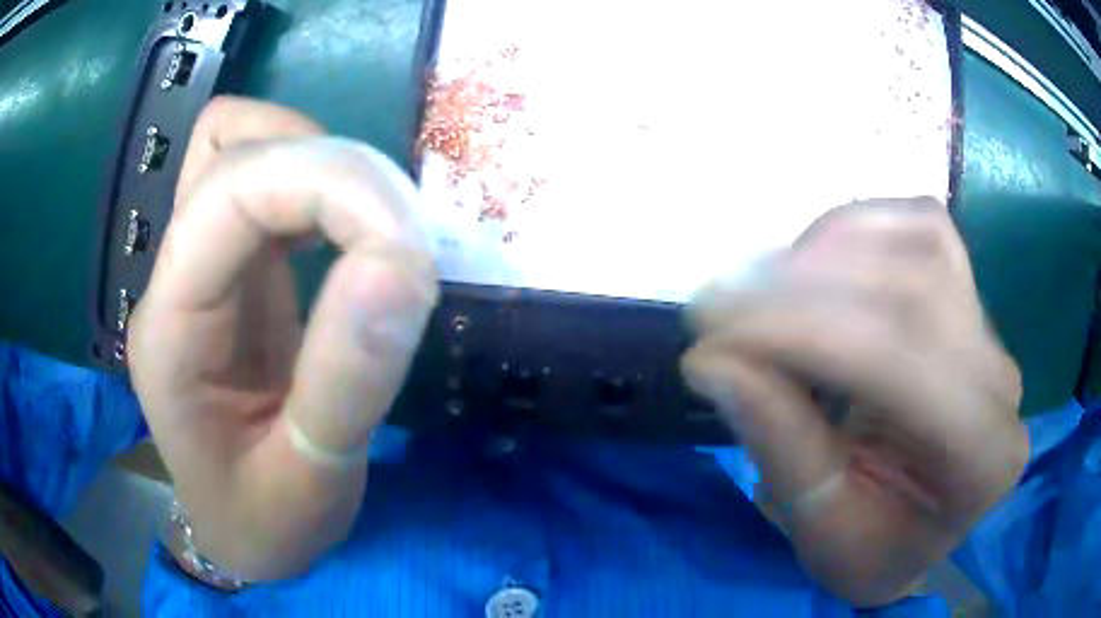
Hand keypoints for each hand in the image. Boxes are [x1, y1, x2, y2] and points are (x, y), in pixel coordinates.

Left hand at [127, 97, 437, 580]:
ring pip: (241, 143)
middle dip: (331, 168)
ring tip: (372, 234)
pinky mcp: (232, 268)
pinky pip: (264, 178)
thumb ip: (347, 380)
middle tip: (399, 244)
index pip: (228, 189)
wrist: (242, 534)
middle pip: (232, 145)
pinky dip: (318, 180)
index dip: (326, 183)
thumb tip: (402, 263)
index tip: (406, 248)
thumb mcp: (311, 482)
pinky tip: (349, 234)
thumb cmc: (265, 525)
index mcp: (170, 328)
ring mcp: (200, 264)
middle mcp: (174, 276)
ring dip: (320, 163)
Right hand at [682, 199, 1027, 606]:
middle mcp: (1001, 381)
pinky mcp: (970, 295)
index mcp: (982, 460)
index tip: (711, 338)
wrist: (917, 521)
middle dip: (802, 286)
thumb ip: (781, 448)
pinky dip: (856, 230)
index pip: (904, 363)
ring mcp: (989, 327)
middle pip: (915, 287)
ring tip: (757, 289)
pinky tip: (810, 263)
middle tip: (713, 307)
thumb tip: (712, 362)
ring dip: (826, 251)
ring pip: (920, 240)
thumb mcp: (820, 532)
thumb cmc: (874, 547)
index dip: (804, 335)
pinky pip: (919, 227)